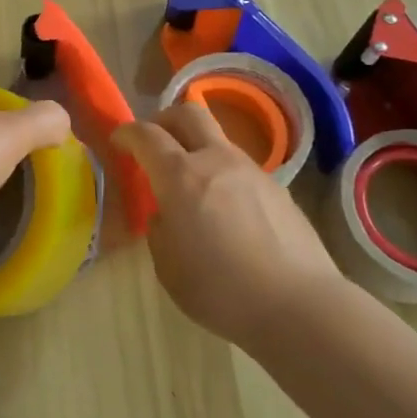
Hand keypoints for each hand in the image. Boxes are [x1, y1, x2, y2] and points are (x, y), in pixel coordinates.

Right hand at [114, 103, 344, 347]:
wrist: (298, 304)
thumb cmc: (220, 290)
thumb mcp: (168, 267)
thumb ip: (160, 229)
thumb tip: (167, 214)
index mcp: (180, 176)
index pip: (146, 135)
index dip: (127, 133)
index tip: (118, 141)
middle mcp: (216, 160)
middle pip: (188, 113)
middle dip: (164, 120)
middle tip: (154, 142)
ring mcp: (251, 170)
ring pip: (218, 139)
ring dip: (197, 149)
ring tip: (192, 185)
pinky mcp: (278, 188)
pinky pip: (240, 168)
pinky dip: (223, 175)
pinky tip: (227, 211)